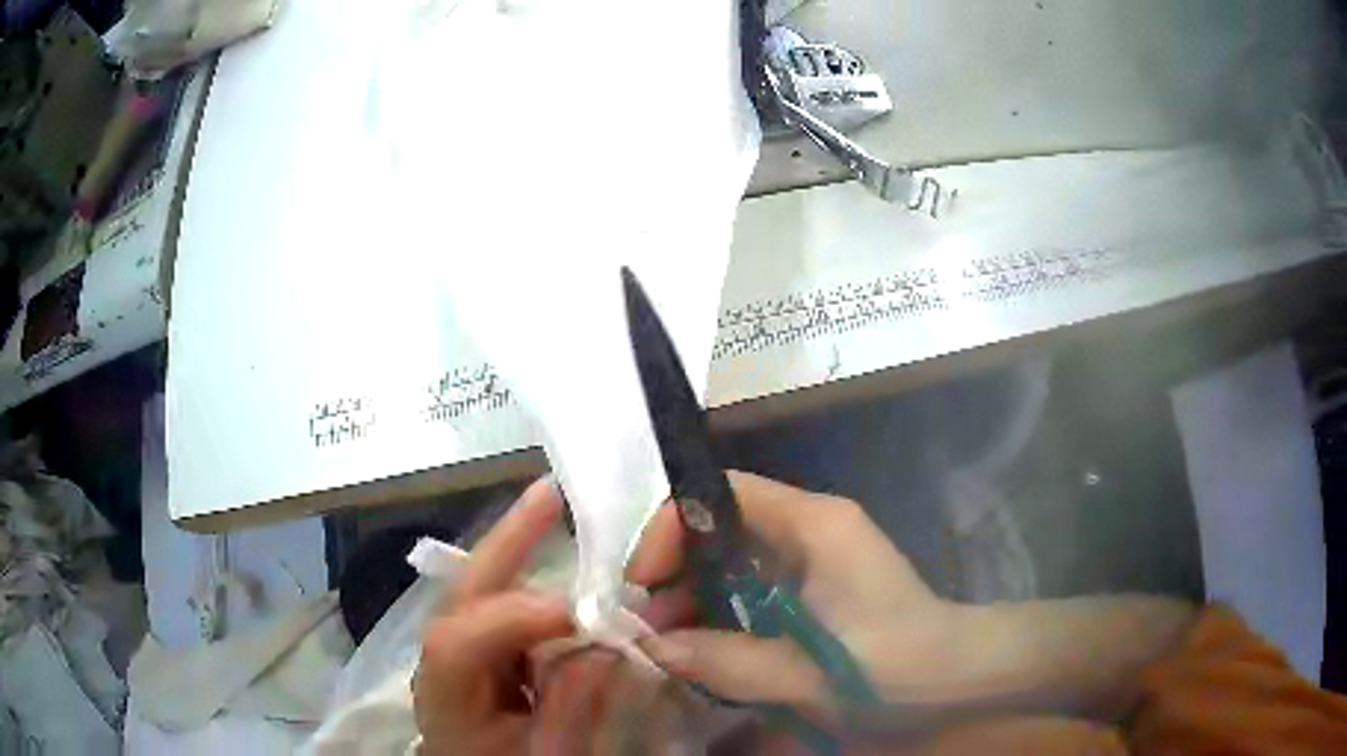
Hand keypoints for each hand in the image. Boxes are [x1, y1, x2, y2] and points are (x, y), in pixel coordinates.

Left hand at [413, 478, 573, 754]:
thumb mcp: (549, 754)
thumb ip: (573, 704)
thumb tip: (605, 643)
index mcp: (444, 696)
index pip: (459, 644)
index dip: (515, 618)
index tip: (583, 611)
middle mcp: (438, 660)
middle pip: (462, 592)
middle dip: (506, 541)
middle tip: (551, 494)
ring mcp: (453, 646)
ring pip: (479, 586)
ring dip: (515, 544)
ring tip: (553, 504)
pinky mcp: (474, 643)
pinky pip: (497, 598)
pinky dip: (523, 570)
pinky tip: (549, 548)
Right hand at [628, 472, 978, 716]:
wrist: (958, 672)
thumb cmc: (897, 664)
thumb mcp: (809, 672)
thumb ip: (727, 661)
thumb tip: (650, 647)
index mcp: (814, 524)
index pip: (721, 493)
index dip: (670, 528)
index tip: (642, 584)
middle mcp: (810, 525)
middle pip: (719, 522)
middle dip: (674, 570)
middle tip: (646, 625)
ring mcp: (814, 554)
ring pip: (730, 555)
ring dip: (692, 594)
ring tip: (666, 643)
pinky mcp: (815, 583)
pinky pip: (750, 583)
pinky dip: (719, 609)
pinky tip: (704, 646)